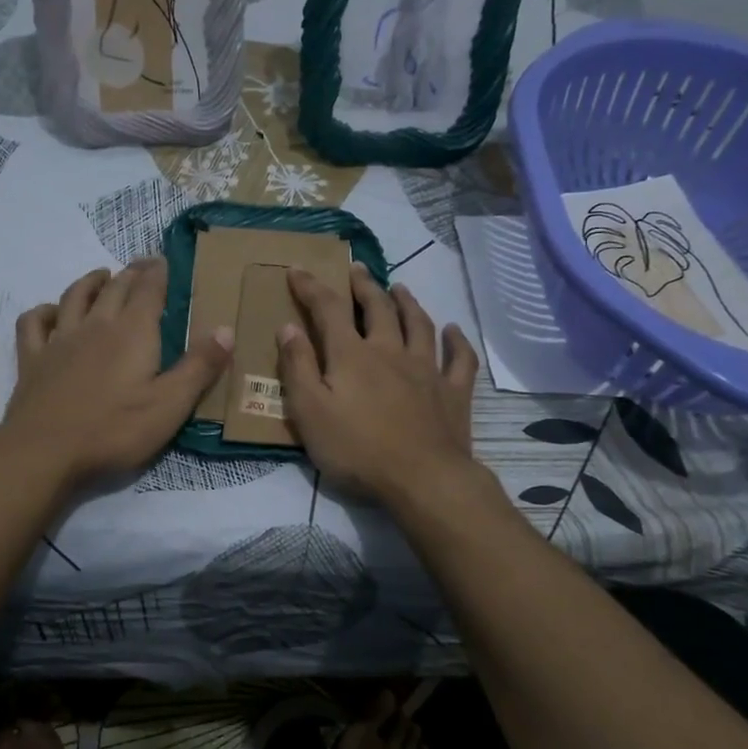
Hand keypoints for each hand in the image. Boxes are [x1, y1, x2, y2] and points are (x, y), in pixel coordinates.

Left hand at [0, 258, 230, 491]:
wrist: (44, 452)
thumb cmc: (114, 431)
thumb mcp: (170, 405)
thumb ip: (199, 367)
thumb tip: (226, 329)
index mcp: (133, 333)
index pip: (149, 289)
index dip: (158, 272)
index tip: (164, 261)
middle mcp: (96, 325)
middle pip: (114, 288)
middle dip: (131, 273)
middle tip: (142, 266)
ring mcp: (60, 340)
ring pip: (74, 297)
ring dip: (90, 282)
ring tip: (101, 276)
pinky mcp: (32, 359)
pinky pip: (34, 322)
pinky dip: (43, 311)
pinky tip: (51, 313)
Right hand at [278, 266, 480, 503]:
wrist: (422, 479)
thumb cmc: (357, 449)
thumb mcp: (309, 412)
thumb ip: (297, 367)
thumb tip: (288, 327)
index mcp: (352, 355)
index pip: (328, 309)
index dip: (311, 286)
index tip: (297, 269)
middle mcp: (390, 351)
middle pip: (378, 308)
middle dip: (364, 285)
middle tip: (356, 269)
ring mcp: (427, 370)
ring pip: (419, 324)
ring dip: (408, 302)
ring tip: (400, 287)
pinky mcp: (454, 392)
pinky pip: (459, 359)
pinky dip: (457, 342)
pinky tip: (454, 331)